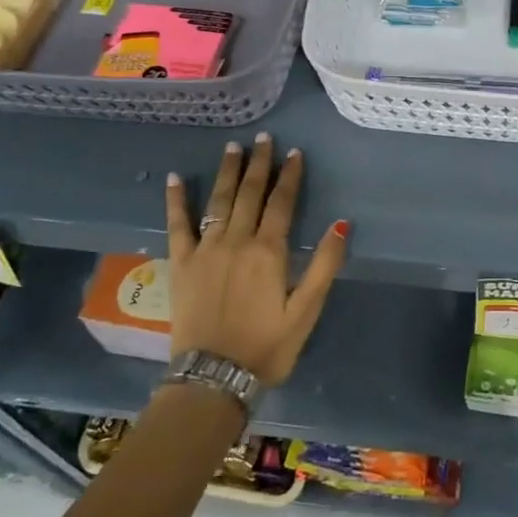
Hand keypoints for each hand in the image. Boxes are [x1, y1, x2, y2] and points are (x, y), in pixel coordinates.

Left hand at [164, 134, 348, 385]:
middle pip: (250, 193)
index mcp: (269, 251)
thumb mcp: (306, 310)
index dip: (290, 176)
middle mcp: (237, 241)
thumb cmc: (267, 346)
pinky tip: (176, 178)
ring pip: (219, 201)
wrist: (214, 378)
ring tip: (233, 147)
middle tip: (263, 138)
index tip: (294, 153)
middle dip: (259, 163)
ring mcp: (205, 249)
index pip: (282, 202)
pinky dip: (176, 200)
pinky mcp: (181, 263)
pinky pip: (176, 225)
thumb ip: (325, 265)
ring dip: (227, 172)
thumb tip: (341, 223)